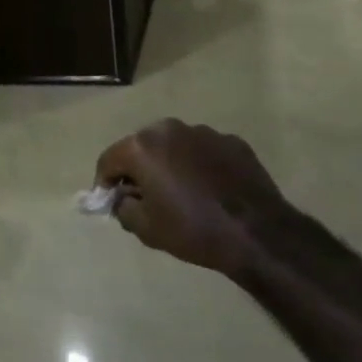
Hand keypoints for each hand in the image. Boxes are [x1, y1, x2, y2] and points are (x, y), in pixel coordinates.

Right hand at [95, 120, 294, 279]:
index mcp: (142, 147)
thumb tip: (123, 198)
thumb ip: (123, 208)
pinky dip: (198, 165)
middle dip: (138, 170)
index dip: (104, 183)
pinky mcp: (231, 141)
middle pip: (141, 147)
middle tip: (145, 198)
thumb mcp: (146, 229)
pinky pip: (203, 151)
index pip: (108, 160)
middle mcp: (169, 129)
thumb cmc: (193, 230)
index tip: (111, 202)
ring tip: (181, 193)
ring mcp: (203, 132)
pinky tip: (209, 190)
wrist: (257, 233)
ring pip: (173, 146)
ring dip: (169, 164)